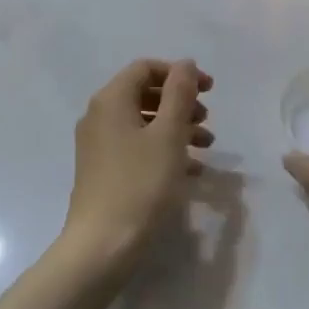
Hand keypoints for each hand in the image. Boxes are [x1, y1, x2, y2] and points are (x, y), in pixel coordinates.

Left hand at [60, 58, 213, 273]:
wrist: (102, 245)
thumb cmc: (140, 184)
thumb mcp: (168, 134)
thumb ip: (179, 94)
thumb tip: (185, 64)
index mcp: (110, 100)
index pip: (145, 68)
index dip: (179, 73)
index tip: (210, 90)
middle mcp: (99, 116)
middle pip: (143, 94)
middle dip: (179, 102)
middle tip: (208, 119)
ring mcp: (98, 145)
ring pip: (143, 123)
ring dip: (176, 127)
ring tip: (207, 145)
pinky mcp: (103, 170)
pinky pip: (137, 147)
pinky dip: (163, 149)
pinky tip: (191, 169)